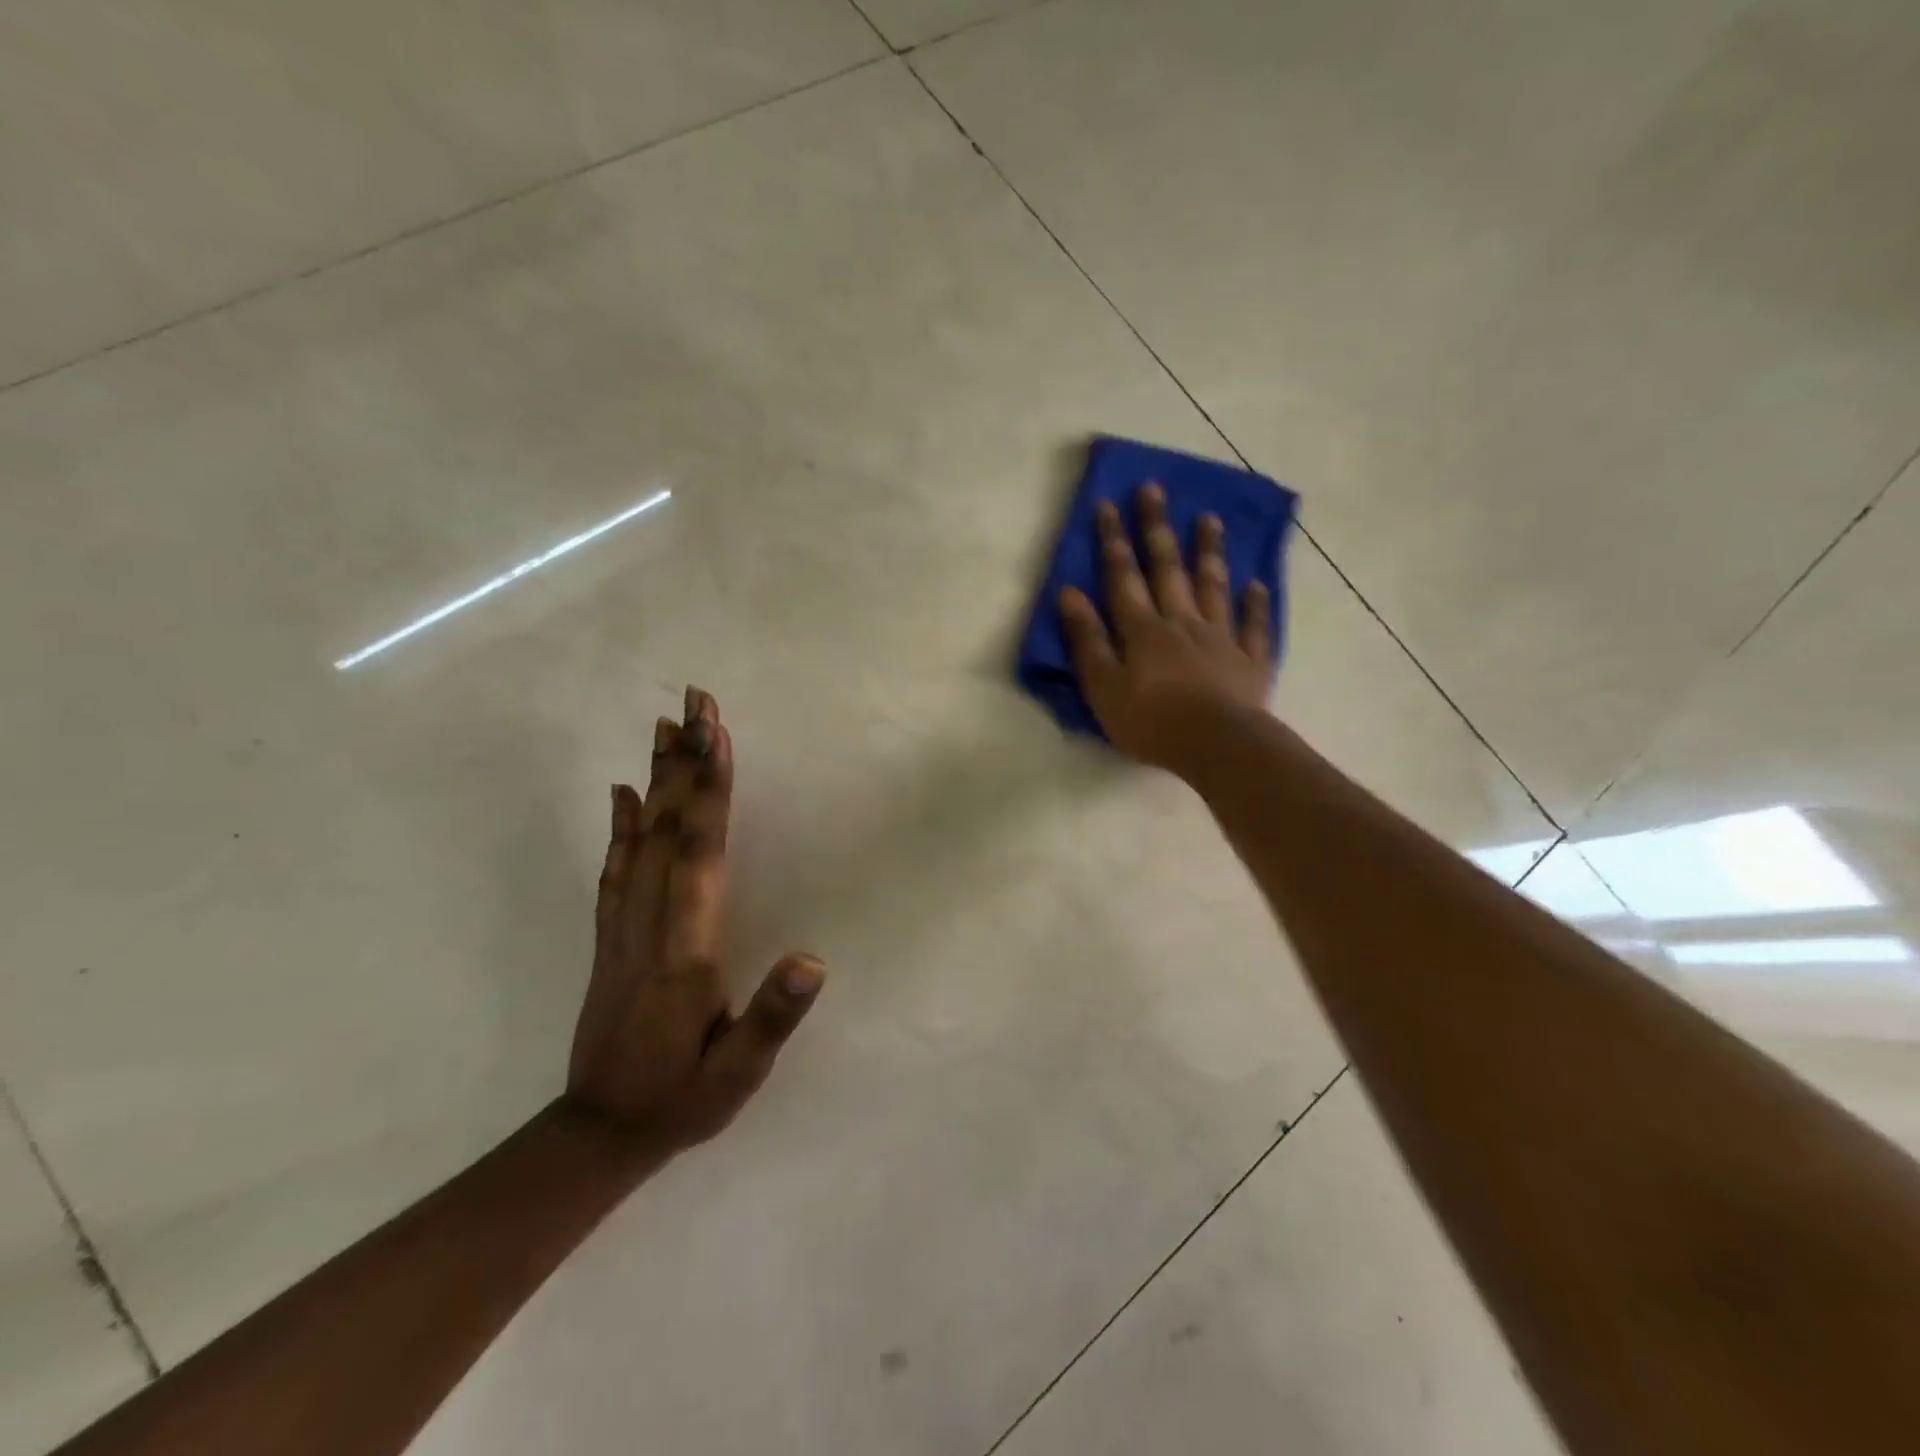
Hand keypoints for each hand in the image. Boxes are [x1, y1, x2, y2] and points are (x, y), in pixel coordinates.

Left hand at [566, 687, 824, 1153]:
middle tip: (694, 702)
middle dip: (685, 762)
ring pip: (639, 840)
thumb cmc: (682, 1099)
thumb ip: (774, 1015)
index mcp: (686, 951)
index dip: (710, 792)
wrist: (598, 1136)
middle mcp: (650, 925)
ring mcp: (624, 928)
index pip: (700, 855)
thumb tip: (814, 958)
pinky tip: (623, 794)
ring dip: (655, 779)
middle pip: (668, 830)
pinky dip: (620, 824)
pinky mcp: (612, 937)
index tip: (716, 734)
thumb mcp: (738, 1074)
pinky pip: (615, 869)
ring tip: (664, 726)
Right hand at [1059, 484, 1272, 770]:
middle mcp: (1182, 622)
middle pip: (1168, 568)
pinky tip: (1256, 584)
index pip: (1123, 576)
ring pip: (1213, 586)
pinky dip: (1255, 604)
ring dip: (1209, 552)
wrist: (1218, 746)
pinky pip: (1254, 626)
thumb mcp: (1103, 687)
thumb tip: (1069, 593)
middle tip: (1154, 489)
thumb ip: (1088, 640)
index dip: (1113, 540)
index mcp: (1143, 630)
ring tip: (1210, 519)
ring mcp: (1220, 638)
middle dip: (1157, 528)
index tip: (1107, 504)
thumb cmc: (1152, 722)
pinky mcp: (1249, 661)